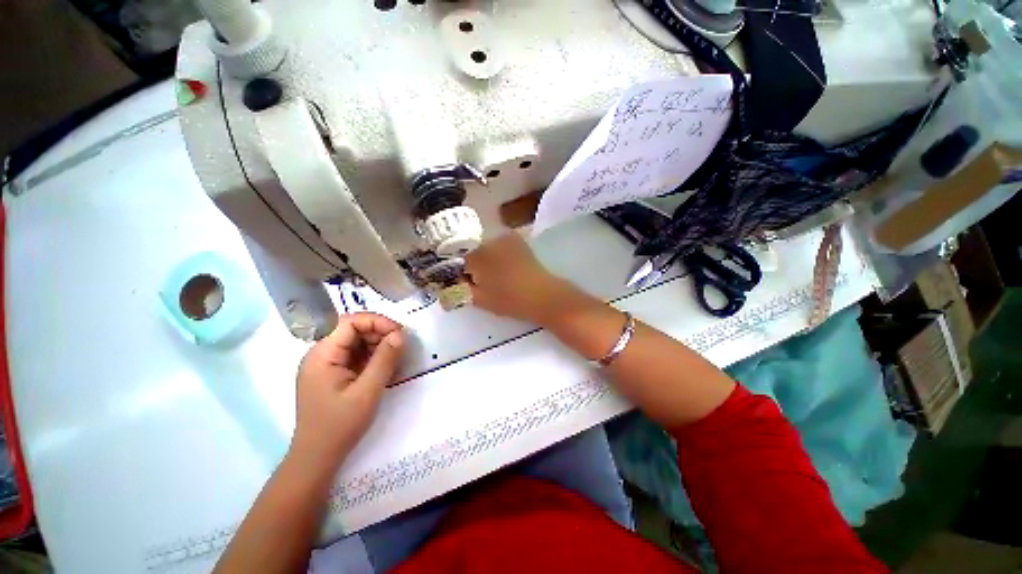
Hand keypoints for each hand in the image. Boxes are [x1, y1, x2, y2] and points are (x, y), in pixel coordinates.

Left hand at [290, 313, 404, 466]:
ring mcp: (325, 364)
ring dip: (377, 345)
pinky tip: (385, 367)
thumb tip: (400, 334)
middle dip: (379, 333)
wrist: (317, 457)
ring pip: (355, 341)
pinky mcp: (332, 373)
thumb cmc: (340, 425)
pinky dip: (372, 357)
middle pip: (352, 329)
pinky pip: (355, 355)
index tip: (400, 333)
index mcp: (322, 355)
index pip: (349, 322)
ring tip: (395, 358)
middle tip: (401, 346)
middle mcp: (320, 354)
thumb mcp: (367, 391)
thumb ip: (384, 359)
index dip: (377, 322)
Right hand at [465, 233, 576, 323]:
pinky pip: (500, 248)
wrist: (544, 296)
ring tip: (496, 279)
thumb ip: (461, 290)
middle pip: (473, 252)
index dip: (460, 273)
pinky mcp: (519, 243)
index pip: (459, 260)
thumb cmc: (510, 300)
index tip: (466, 284)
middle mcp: (490, 240)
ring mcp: (507, 239)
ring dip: (486, 261)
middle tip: (481, 283)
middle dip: (473, 266)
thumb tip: (452, 285)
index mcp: (478, 254)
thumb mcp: (480, 299)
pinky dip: (499, 257)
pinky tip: (506, 271)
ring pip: (487, 249)